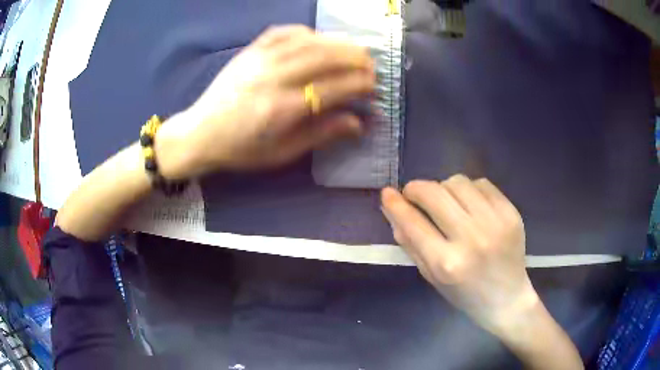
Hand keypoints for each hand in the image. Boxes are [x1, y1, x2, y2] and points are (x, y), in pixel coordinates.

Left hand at [155, 25, 374, 179]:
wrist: (200, 133)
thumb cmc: (241, 149)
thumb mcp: (282, 153)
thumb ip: (321, 134)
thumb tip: (359, 123)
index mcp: (282, 109)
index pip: (334, 88)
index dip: (360, 85)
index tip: (374, 88)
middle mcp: (274, 77)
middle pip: (326, 57)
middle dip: (356, 59)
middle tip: (371, 67)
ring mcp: (260, 59)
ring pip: (309, 41)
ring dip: (339, 43)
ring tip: (354, 51)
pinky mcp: (251, 50)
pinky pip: (285, 32)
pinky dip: (308, 33)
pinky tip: (318, 39)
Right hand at [380, 175, 538, 330]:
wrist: (507, 299)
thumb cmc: (465, 294)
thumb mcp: (431, 276)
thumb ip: (410, 243)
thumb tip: (393, 209)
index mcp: (446, 263)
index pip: (413, 222)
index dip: (396, 204)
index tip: (387, 193)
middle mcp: (471, 239)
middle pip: (435, 193)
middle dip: (417, 188)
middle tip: (414, 195)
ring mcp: (495, 223)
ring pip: (458, 182)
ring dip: (444, 188)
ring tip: (446, 202)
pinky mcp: (511, 213)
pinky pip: (482, 183)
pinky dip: (469, 189)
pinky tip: (470, 204)